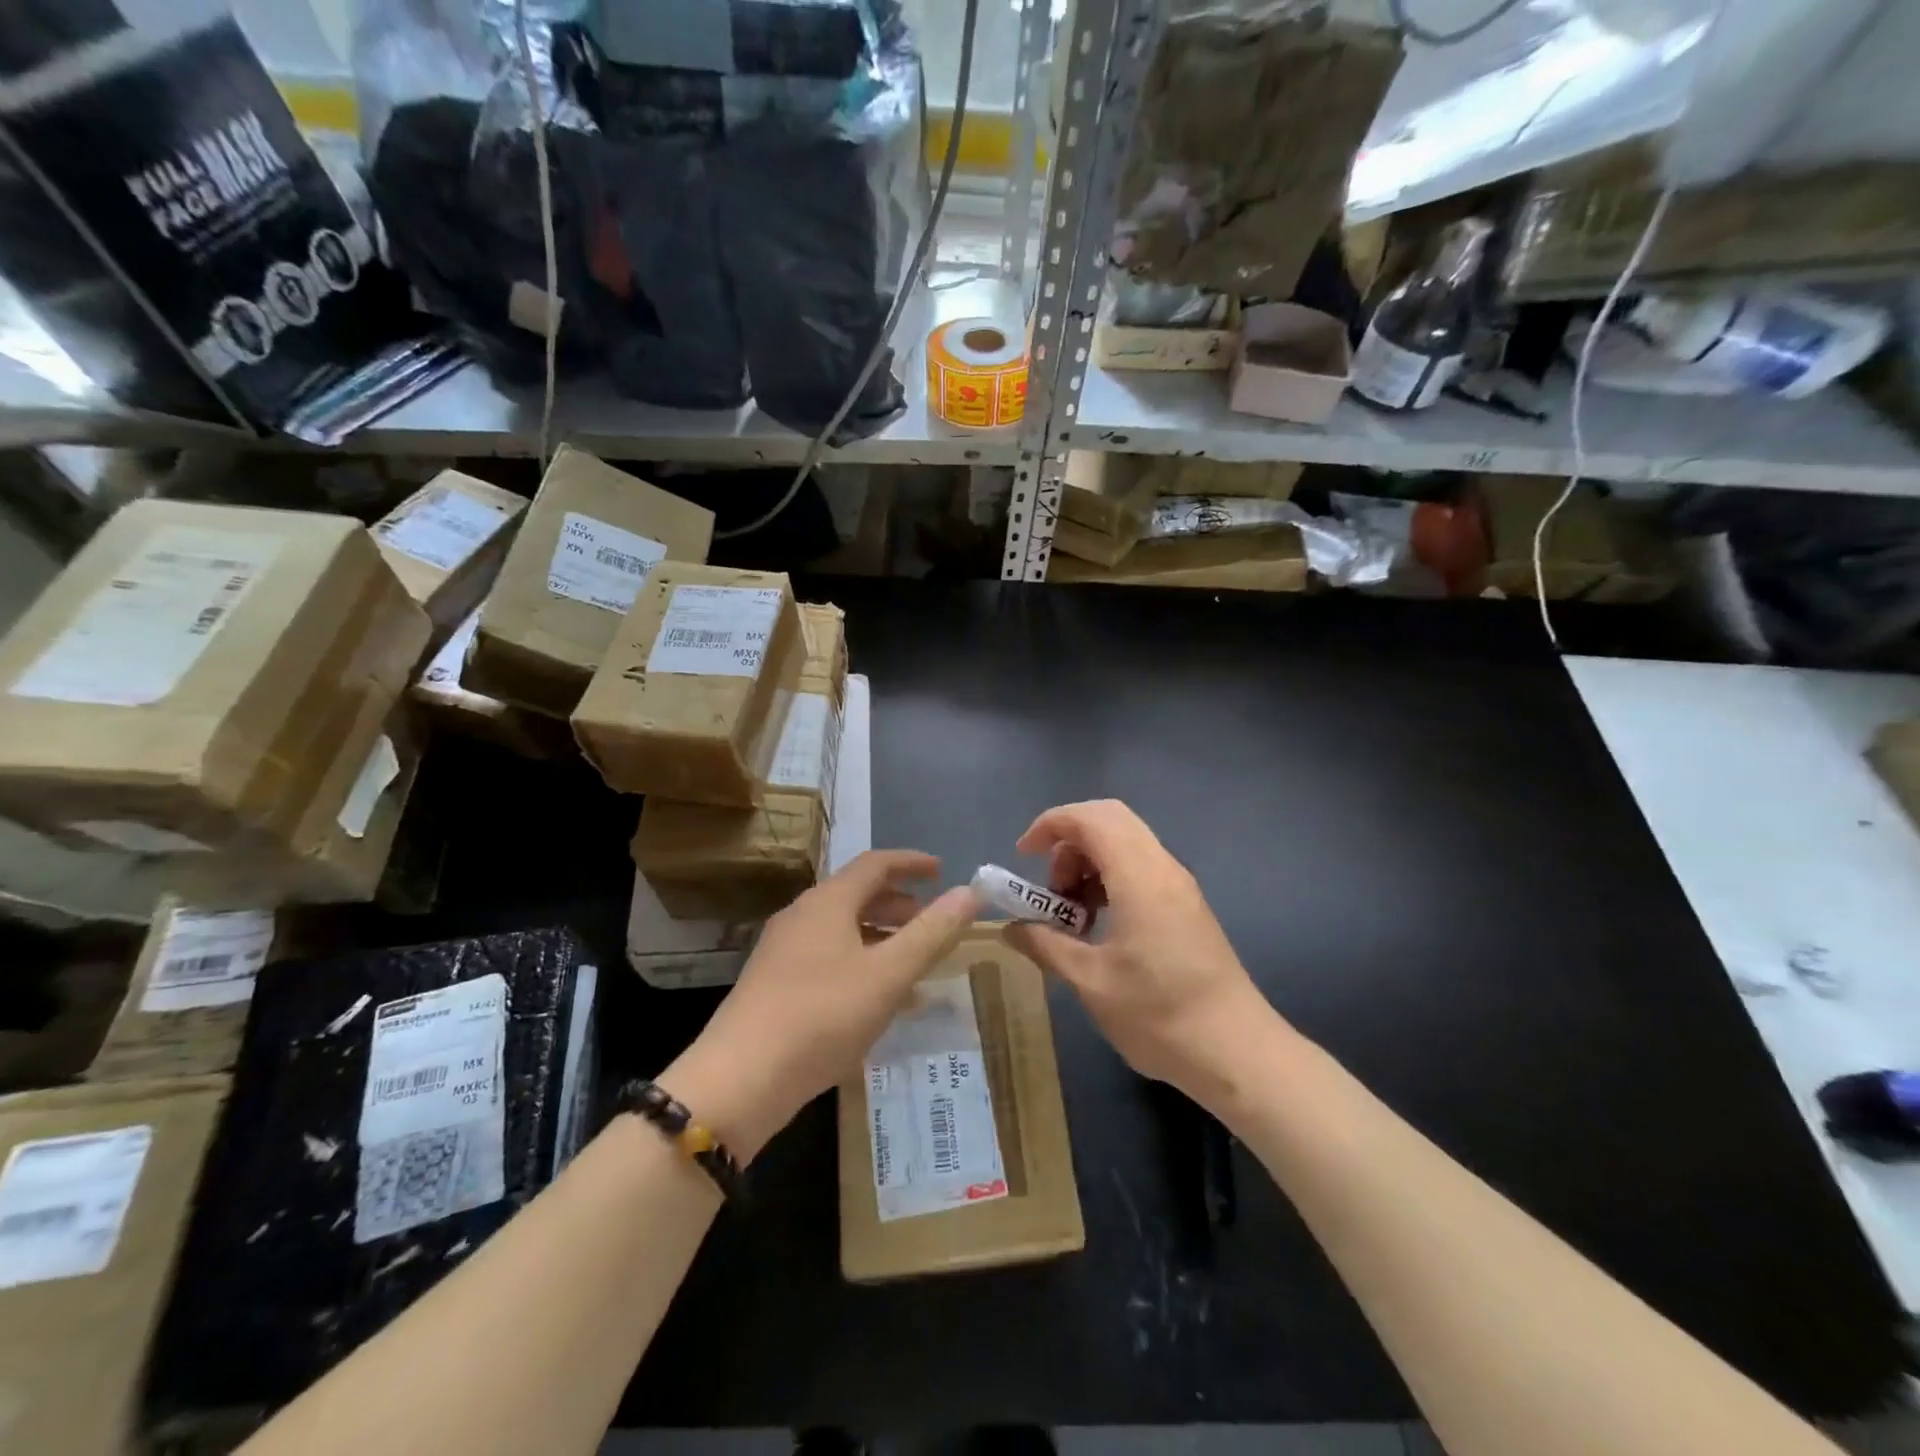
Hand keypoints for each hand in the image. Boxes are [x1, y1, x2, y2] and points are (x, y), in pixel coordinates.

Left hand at [663, 851, 978, 1159]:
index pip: (875, 864)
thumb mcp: (887, 975)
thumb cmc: (821, 1016)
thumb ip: (931, 933)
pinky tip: (879, 1001)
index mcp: (827, 902)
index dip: (911, 863)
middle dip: (898, 904)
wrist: (739, 1080)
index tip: (941, 871)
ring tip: (913, 963)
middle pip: (857, 895)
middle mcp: (802, 916)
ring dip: (881, 937)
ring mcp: (784, 951)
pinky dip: (861, 964)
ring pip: (843, 929)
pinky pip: (829, 959)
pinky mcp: (775, 985)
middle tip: (931, 921)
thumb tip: (970, 892)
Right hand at [1004, 800, 1280, 1110]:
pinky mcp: (1187, 906)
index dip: (1051, 824)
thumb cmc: (1159, 1015)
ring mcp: (1180, 886)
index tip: (1023, 856)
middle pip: (1110, 820)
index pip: (1091, 817)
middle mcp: (1163, 868)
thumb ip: (1046, 945)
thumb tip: (1011, 928)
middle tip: (1050, 888)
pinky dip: (1110, 879)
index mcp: (1140, 876)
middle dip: (1069, 842)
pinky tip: (1100, 925)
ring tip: (1071, 914)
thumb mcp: (1091, 982)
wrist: (1238, 1052)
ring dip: (1089, 863)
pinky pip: (1141, 868)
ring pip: (1126, 843)